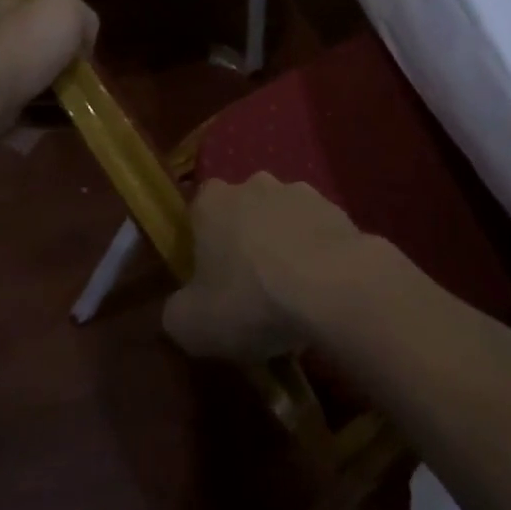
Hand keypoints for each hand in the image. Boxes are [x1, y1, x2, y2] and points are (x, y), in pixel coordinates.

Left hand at [0, 0, 97, 135]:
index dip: (63, 22)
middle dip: (61, 63)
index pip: (35, 5)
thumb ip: (83, 17)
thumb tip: (83, 42)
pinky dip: (43, 119)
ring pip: (30, 82)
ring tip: (80, 105)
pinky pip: (22, 113)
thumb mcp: (66, 9)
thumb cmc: (22, 45)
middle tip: (84, 77)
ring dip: (56, 94)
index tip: (83, 44)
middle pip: (35, 46)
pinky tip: (62, 124)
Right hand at [161, 174, 374, 361]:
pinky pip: (316, 231)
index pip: (198, 212)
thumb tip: (180, 307)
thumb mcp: (192, 325)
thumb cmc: (251, 299)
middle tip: (250, 288)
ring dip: (283, 245)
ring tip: (291, 292)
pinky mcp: (335, 208)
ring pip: (282, 218)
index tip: (210, 277)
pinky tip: (321, 288)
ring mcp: (298, 191)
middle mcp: (253, 184)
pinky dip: (316, 252)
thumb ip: (175, 312)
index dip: (202, 244)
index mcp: (212, 202)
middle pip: (242, 211)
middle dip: (244, 241)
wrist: (332, 285)